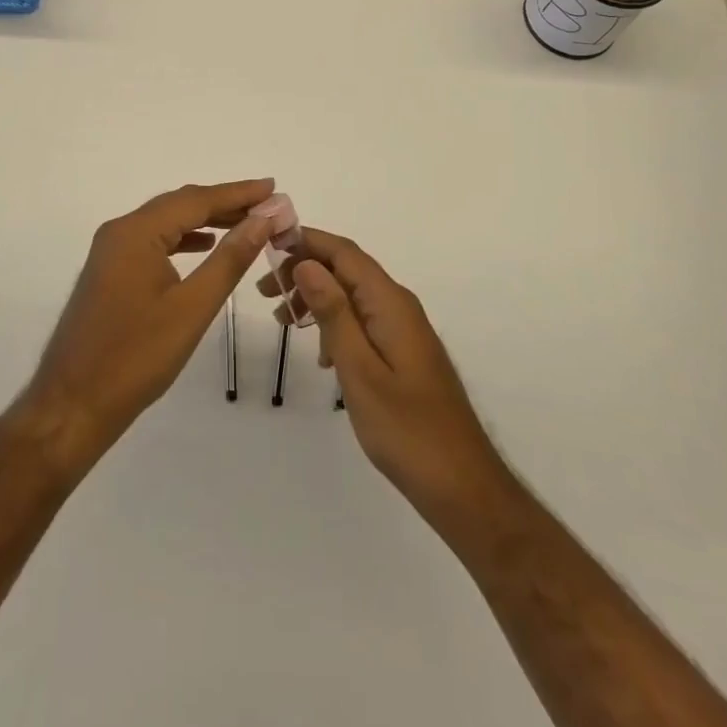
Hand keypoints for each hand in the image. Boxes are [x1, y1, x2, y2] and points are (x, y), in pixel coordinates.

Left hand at [20, 179, 283, 471]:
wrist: (73, 406)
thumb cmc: (136, 357)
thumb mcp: (192, 308)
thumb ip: (229, 259)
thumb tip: (262, 220)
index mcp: (136, 232)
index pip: (196, 200)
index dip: (238, 193)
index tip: (273, 186)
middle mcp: (120, 231)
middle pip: (180, 205)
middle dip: (225, 203)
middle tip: (267, 205)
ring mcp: (111, 252)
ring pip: (166, 223)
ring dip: (206, 220)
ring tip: (246, 224)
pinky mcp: (110, 272)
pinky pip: (154, 242)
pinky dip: (183, 239)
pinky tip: (205, 246)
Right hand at [259, 229, 516, 530]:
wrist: (462, 485)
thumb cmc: (406, 429)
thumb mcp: (359, 370)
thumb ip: (334, 313)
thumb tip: (306, 263)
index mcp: (390, 302)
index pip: (344, 252)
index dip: (306, 241)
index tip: (267, 245)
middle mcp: (398, 305)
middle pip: (346, 269)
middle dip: (304, 270)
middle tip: (264, 291)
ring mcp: (403, 329)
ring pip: (352, 294)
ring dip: (316, 298)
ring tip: (281, 319)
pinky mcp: (403, 352)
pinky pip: (362, 320)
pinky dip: (334, 323)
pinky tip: (319, 355)